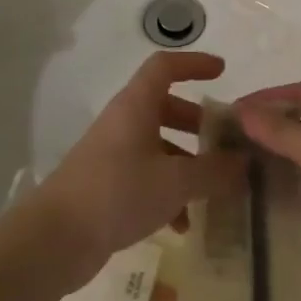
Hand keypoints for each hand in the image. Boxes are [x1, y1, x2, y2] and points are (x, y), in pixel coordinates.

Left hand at [31, 52, 245, 287]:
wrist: (56, 237)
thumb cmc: (118, 192)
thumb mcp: (175, 181)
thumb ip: (214, 170)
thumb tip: (244, 162)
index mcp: (136, 105)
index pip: (165, 67)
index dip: (194, 63)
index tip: (222, 72)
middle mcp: (123, 122)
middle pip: (164, 107)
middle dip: (197, 123)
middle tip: (224, 142)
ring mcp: (112, 154)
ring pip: (157, 146)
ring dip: (186, 164)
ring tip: (213, 192)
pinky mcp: (106, 185)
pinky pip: (145, 177)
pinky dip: (167, 193)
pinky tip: (183, 225)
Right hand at [236, 82, 300, 296]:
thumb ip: (277, 130)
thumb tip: (242, 110)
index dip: (270, 98)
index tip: (235, 109)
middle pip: (300, 128)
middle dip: (266, 133)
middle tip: (227, 141)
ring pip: (299, 164)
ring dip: (271, 166)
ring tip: (231, 169)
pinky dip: (281, 197)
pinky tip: (251, 200)